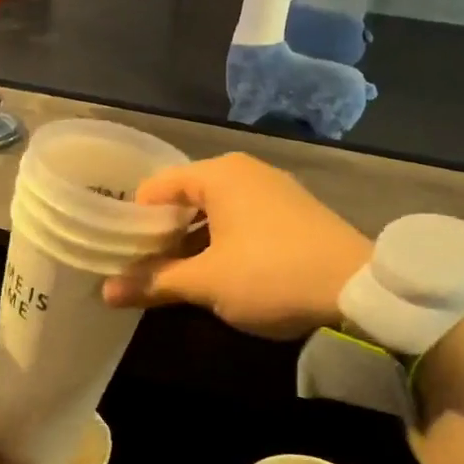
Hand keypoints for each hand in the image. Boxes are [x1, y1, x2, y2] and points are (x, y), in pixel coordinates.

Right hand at [101, 153, 372, 339]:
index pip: (156, 186)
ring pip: (214, 211)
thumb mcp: (206, 283)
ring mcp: (273, 190)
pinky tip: (212, 272)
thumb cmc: (270, 275)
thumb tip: (105, 292)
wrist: (358, 288)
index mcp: (219, 174)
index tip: (116, 249)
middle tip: (137, 265)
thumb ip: (155, 283)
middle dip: (160, 232)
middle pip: (185, 197)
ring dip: (189, 241)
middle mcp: (244, 171)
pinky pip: (240, 220)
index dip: (132, 218)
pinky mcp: (292, 213)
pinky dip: (219, 241)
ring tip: (169, 274)